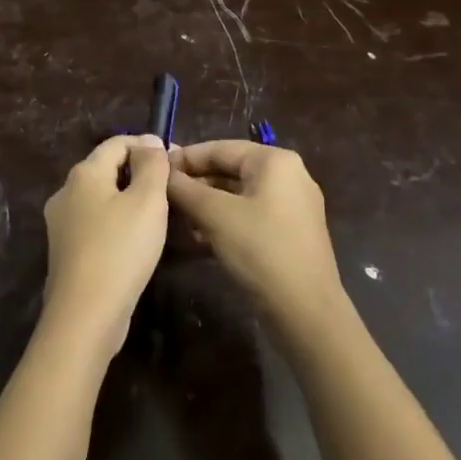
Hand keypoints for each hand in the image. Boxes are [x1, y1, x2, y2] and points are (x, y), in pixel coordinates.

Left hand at [40, 135, 169, 359]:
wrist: (85, 314)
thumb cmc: (120, 249)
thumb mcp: (147, 201)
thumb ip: (152, 165)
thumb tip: (150, 141)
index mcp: (84, 173)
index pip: (118, 142)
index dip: (147, 145)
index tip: (176, 160)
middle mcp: (66, 192)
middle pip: (107, 168)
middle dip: (139, 172)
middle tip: (172, 188)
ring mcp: (62, 223)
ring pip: (102, 198)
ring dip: (130, 199)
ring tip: (160, 214)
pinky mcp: (66, 250)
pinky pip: (96, 223)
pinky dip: (118, 222)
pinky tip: (137, 240)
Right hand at [167, 141, 343, 331]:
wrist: (305, 311)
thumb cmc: (260, 250)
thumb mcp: (215, 215)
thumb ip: (185, 189)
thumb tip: (161, 172)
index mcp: (275, 161)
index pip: (220, 148)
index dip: (185, 158)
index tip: (155, 171)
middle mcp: (288, 176)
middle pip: (230, 170)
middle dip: (195, 184)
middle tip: (162, 196)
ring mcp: (292, 206)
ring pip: (238, 195)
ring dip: (206, 204)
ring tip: (175, 218)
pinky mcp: (290, 233)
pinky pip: (250, 215)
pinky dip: (224, 221)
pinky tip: (198, 237)